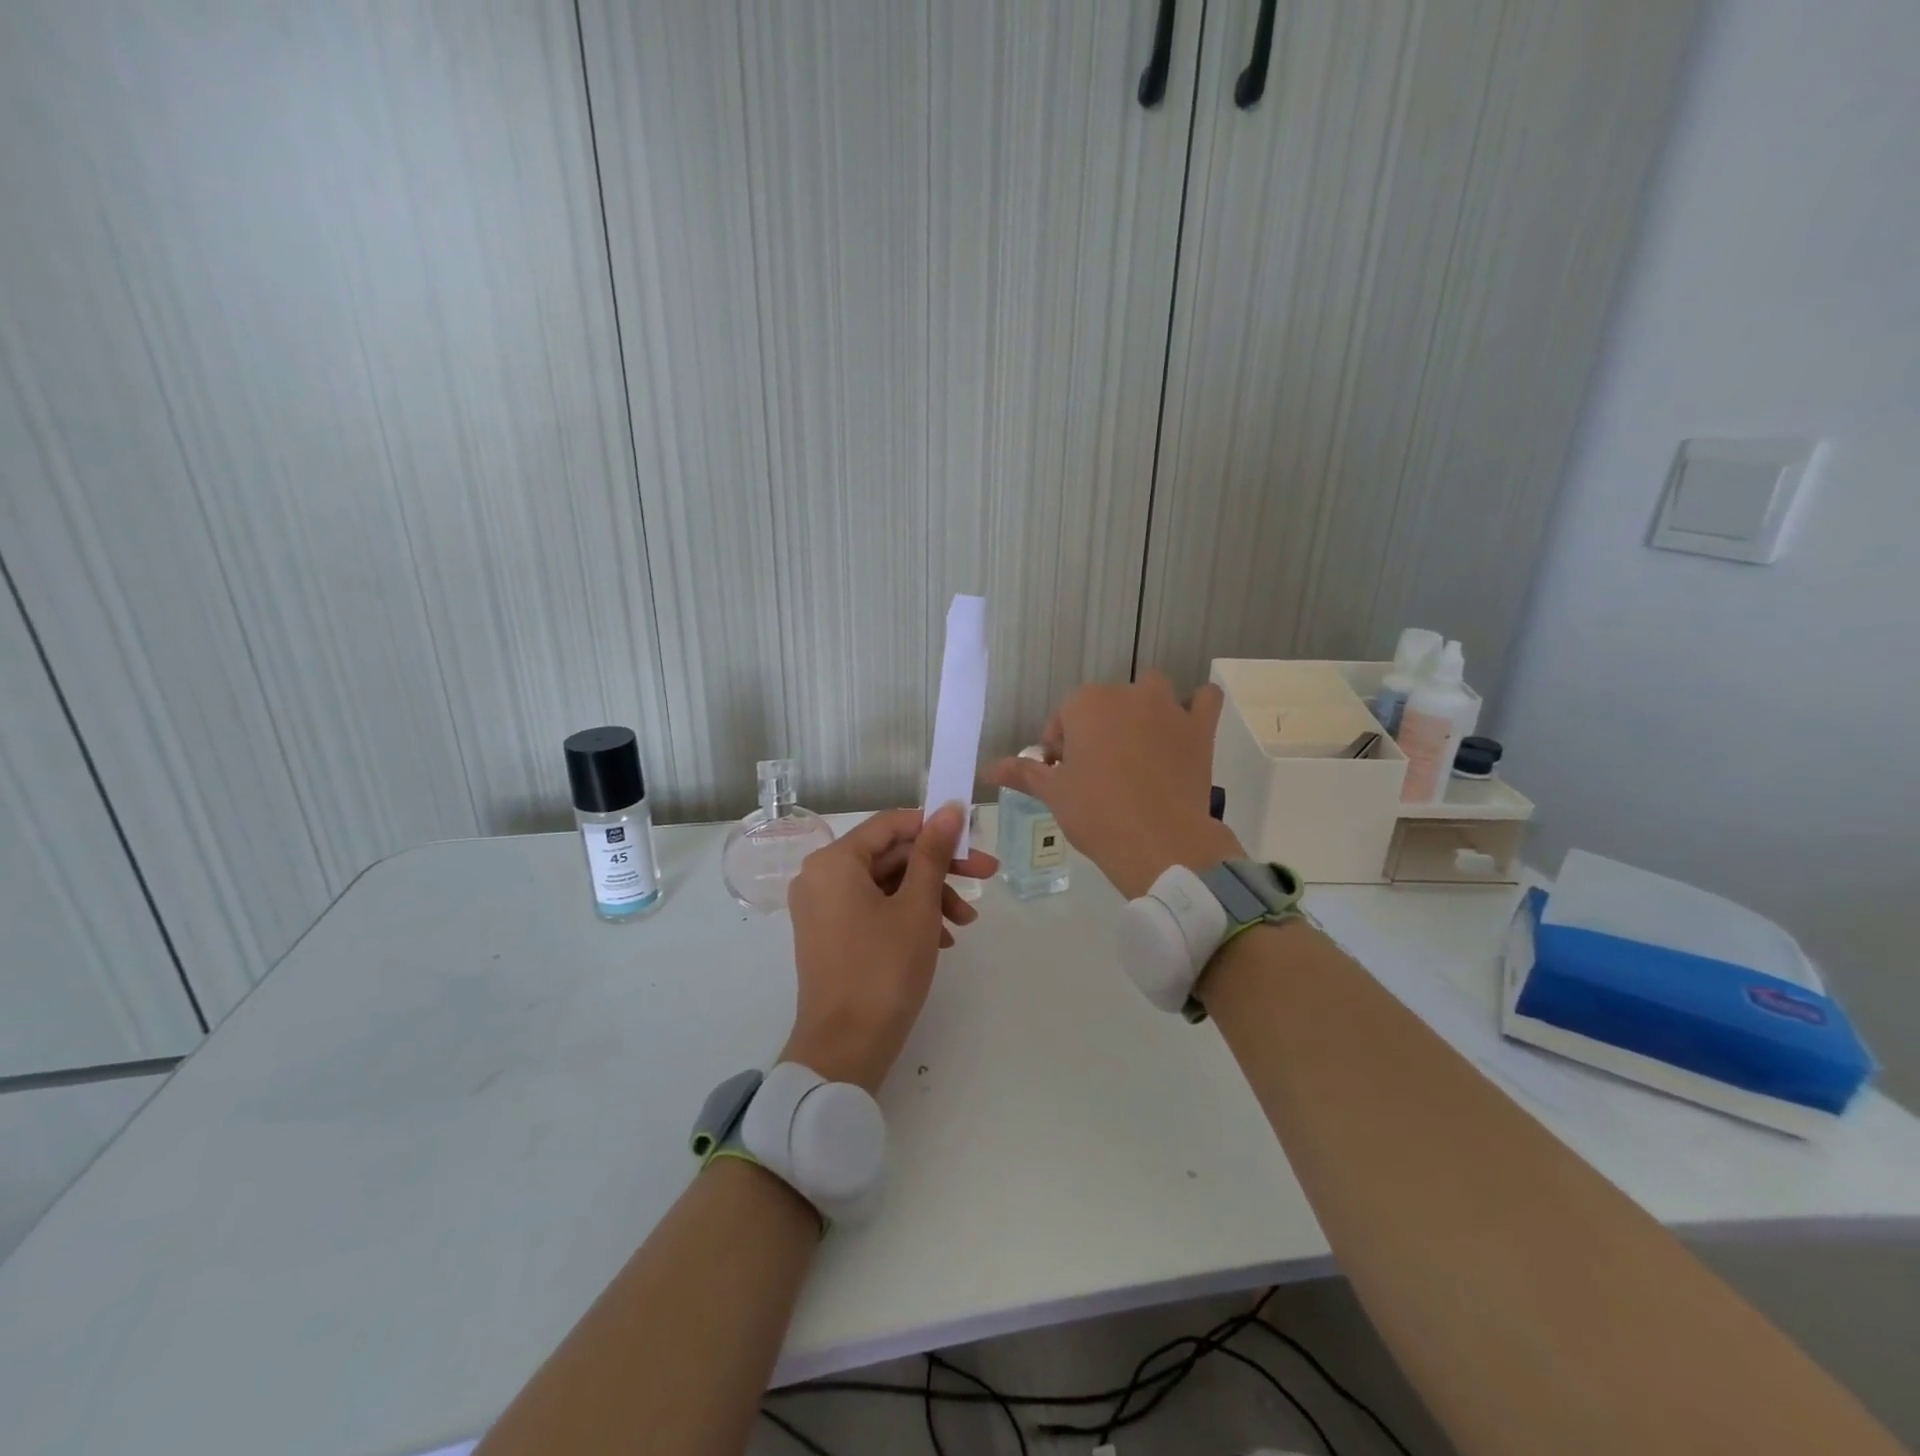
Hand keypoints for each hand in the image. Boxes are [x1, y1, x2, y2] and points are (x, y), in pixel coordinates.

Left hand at [781, 804, 997, 1093]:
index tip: (973, 838)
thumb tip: (950, 809)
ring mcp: (822, 907)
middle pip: (890, 855)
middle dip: (940, 868)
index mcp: (834, 861)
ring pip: (886, 884)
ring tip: (965, 924)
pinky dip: (908, 916)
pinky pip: (873, 908)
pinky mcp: (830, 934)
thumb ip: (933, 853)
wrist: (846, 1049)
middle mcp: (821, 876)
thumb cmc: (884, 969)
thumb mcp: (918, 907)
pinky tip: (942, 939)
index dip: (935, 826)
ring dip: (929, 896)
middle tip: (986, 876)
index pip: (891, 824)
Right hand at [985, 671, 1240, 898]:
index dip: (1059, 746)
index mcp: (1086, 704)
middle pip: (1104, 703)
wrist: (1158, 842)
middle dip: (1096, 728)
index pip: (1063, 717)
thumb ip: (1023, 772)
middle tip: (1095, 770)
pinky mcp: (1200, 728)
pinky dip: (1196, 706)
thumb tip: (987, 769)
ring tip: (1137, 746)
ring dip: (1142, 708)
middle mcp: (1127, 694)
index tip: (1062, 774)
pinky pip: (1205, 699)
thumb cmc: (1096, 813)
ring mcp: (1168, 708)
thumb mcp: (1054, 793)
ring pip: (1151, 690)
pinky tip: (1184, 728)